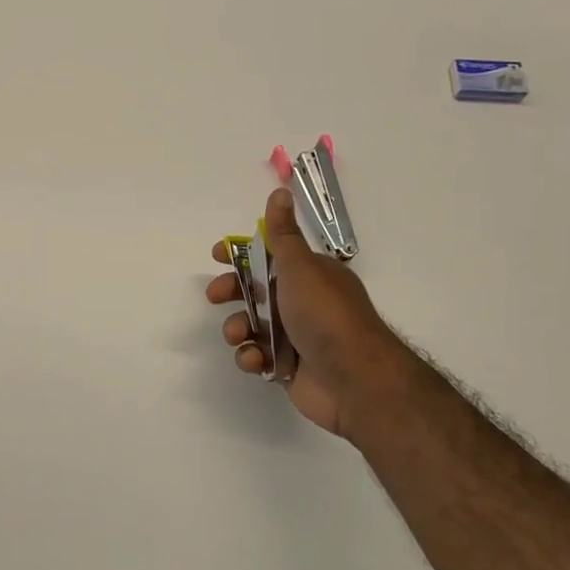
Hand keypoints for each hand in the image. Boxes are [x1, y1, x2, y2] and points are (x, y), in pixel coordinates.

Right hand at [206, 189, 412, 439]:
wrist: (354, 378)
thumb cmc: (325, 314)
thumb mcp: (300, 266)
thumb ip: (282, 233)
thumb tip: (280, 191)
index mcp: (310, 274)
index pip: (270, 256)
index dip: (242, 254)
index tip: (218, 256)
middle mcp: (303, 302)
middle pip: (256, 291)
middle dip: (232, 292)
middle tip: (215, 296)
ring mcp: (296, 337)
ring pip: (252, 326)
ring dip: (238, 328)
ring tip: (239, 335)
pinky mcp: (288, 367)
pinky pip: (258, 356)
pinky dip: (252, 357)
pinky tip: (256, 360)